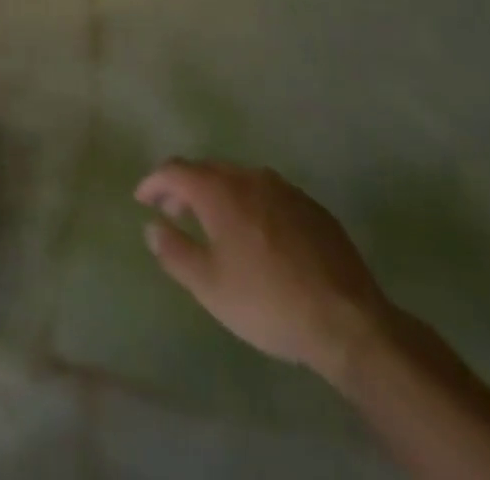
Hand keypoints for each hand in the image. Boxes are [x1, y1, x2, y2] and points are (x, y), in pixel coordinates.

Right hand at [135, 159, 392, 385]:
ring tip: (213, 223)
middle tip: (174, 212)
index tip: (142, 199)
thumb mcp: (210, 287)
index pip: (174, 170)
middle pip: (207, 169)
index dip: (154, 182)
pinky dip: (250, 204)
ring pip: (239, 179)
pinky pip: (267, 194)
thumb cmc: (268, 302)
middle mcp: (248, 176)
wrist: (348, 320)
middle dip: (185, 187)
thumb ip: (175, 252)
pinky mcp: (310, 206)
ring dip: (218, 193)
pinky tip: (256, 235)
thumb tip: (152, 226)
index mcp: (219, 190)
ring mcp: (284, 188)